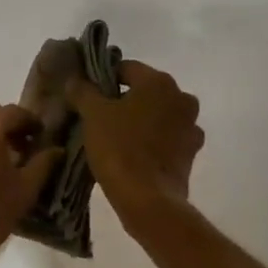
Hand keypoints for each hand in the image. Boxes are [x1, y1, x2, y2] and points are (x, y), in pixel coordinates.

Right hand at [65, 60, 204, 221]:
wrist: (148, 199)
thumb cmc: (119, 148)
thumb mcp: (93, 114)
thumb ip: (83, 91)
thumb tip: (75, 80)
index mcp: (160, 82)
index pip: (126, 69)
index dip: (104, 79)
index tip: (88, 96)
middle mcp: (182, 98)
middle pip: (146, 92)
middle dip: (124, 100)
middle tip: (100, 117)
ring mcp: (191, 126)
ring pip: (158, 115)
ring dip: (141, 121)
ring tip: (116, 137)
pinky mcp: (191, 153)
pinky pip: (167, 138)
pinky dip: (153, 141)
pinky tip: (134, 154)